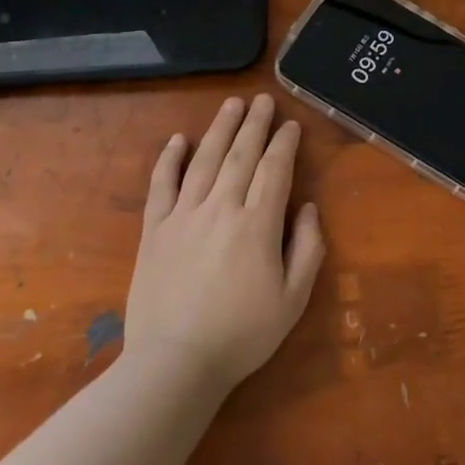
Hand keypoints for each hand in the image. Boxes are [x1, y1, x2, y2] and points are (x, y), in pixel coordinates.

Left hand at [120, 94, 325, 395]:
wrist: (174, 365)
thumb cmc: (242, 335)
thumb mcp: (293, 299)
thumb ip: (308, 248)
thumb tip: (309, 208)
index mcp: (258, 224)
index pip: (275, 170)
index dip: (284, 143)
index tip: (291, 124)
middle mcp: (221, 208)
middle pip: (241, 155)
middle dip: (255, 124)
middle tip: (263, 99)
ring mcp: (184, 216)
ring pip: (204, 160)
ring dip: (220, 129)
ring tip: (232, 104)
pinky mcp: (154, 231)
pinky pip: (161, 186)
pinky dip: (169, 159)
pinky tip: (179, 139)